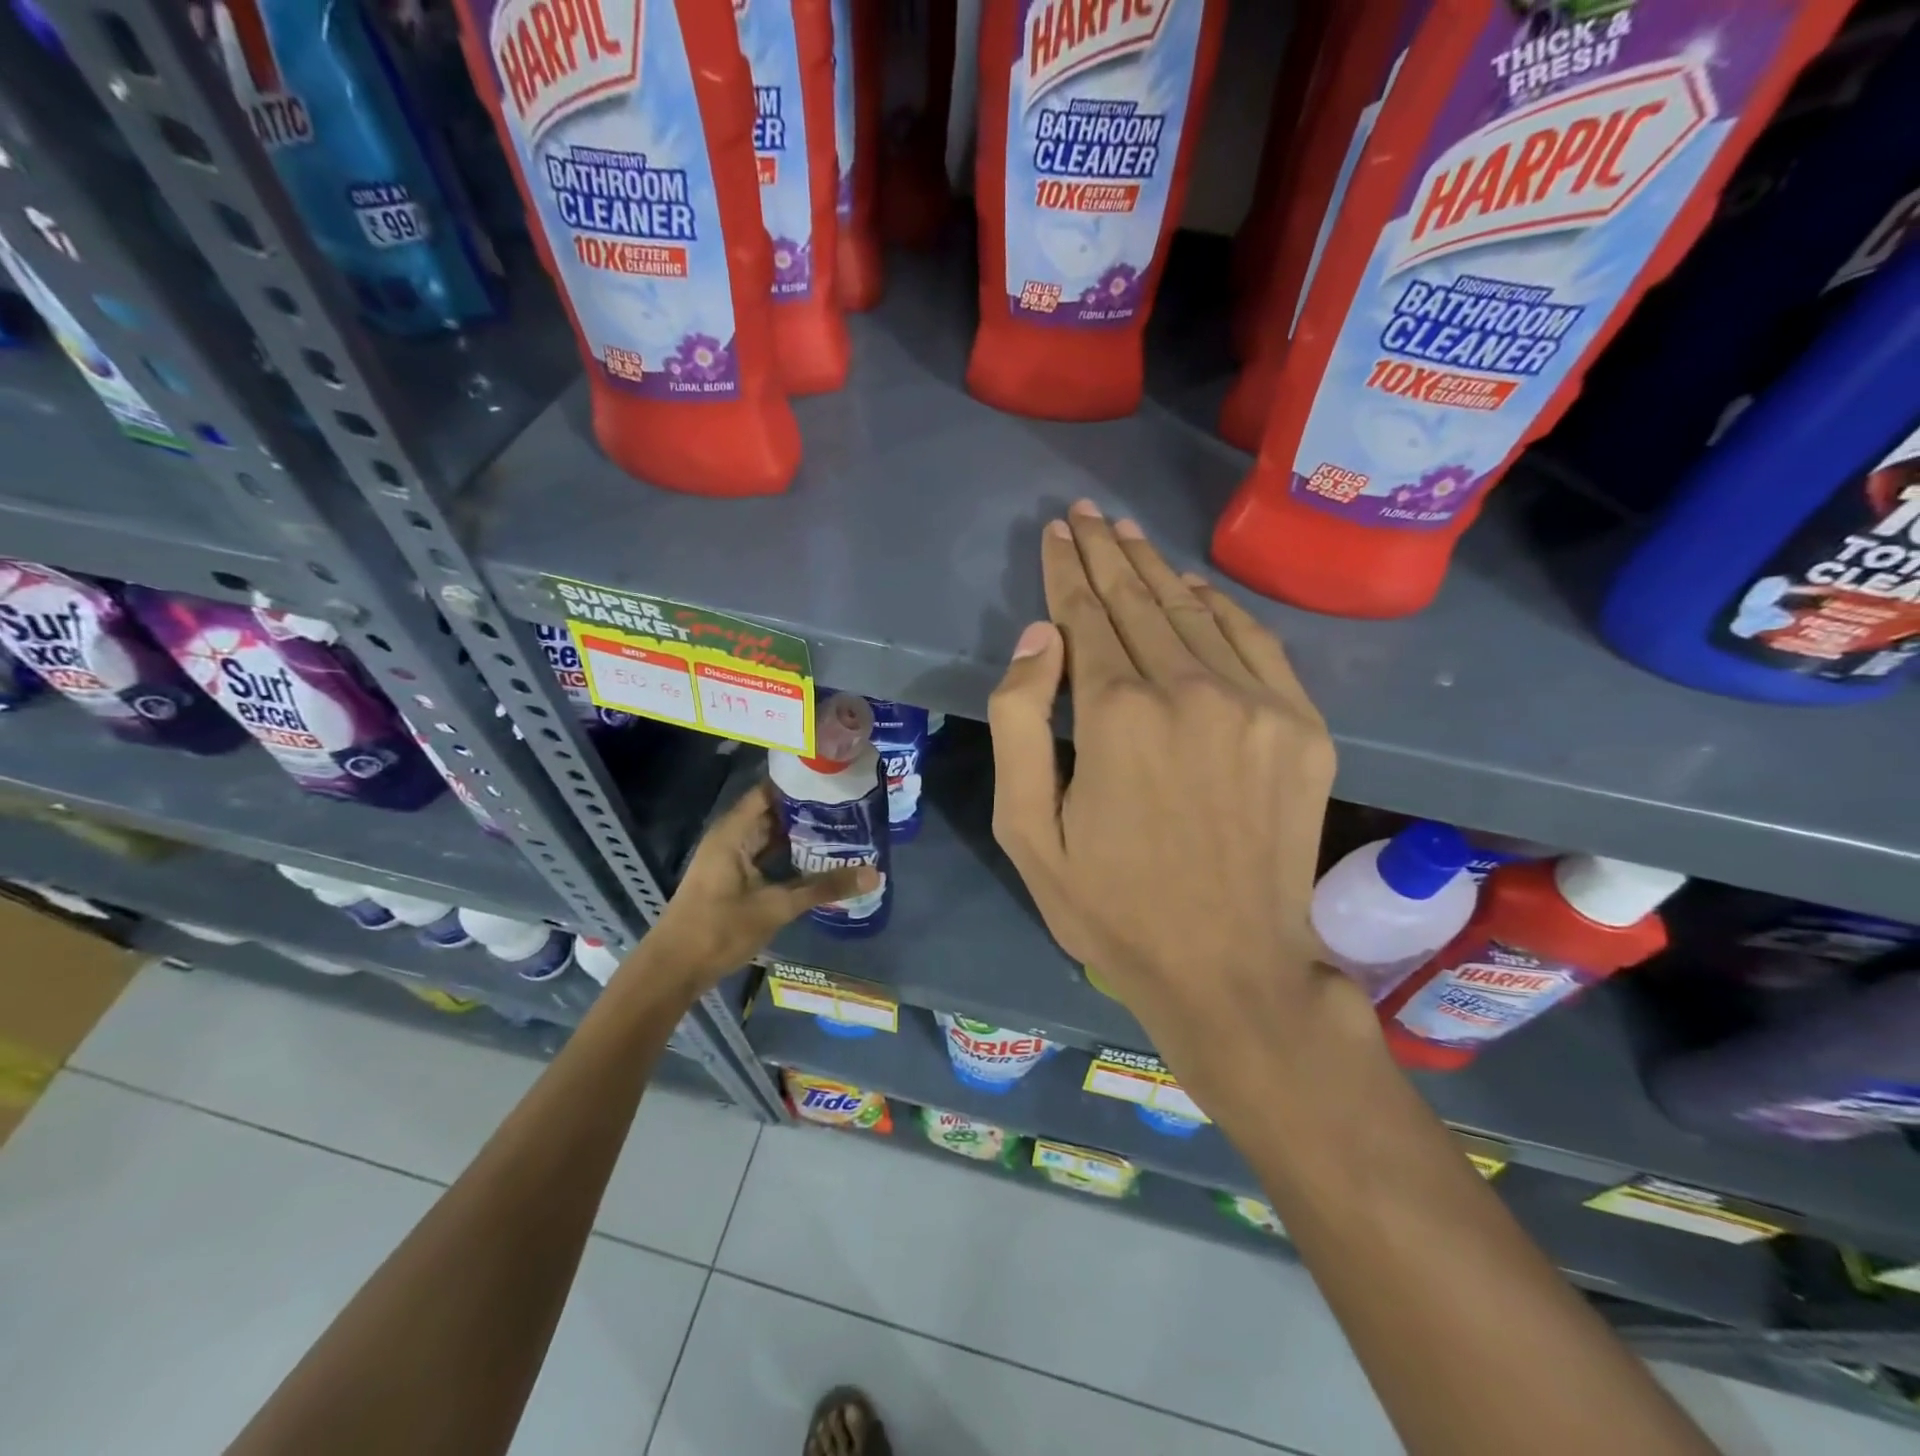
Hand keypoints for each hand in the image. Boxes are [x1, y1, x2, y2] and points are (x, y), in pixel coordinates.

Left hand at [631, 781, 876, 997]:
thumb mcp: (776, 907)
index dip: (800, 783)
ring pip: (771, 836)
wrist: (674, 970)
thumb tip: (874, 873)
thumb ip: (824, 887)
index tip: (836, 779)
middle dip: (808, 809)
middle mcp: (731, 837)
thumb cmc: (719, 929)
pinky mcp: (734, 879)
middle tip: (851, 805)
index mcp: (733, 832)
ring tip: (844, 828)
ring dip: (802, 834)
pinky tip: (820, 860)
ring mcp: (731, 859)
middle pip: (773, 812)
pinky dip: (791, 855)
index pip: (770, 791)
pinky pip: (767, 856)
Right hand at [988, 503, 1367, 1116]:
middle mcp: (1189, 691)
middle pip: (1139, 602)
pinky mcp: (1302, 728)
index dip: (1067, 571)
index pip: (1085, 616)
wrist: (1231, 969)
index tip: (1056, 533)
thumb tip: (1040, 637)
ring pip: (1195, 613)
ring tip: (1129, 535)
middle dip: (1106, 553)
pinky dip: (1220, 608)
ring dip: (1157, 570)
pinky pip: (1256, 644)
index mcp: (1116, 715)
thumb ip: (1019, 724)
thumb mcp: (1027, 832)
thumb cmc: (1113, 908)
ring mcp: (1256, 706)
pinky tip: (1195, 589)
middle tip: (1086, 514)